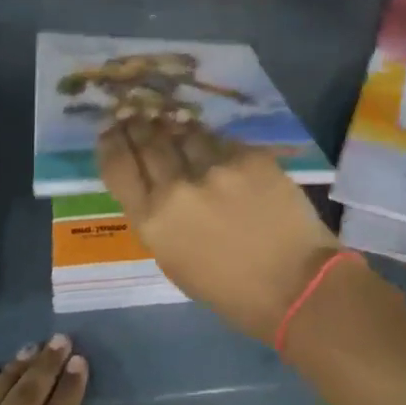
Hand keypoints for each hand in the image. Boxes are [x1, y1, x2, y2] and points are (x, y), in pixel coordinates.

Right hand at [98, 117, 339, 341]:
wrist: (295, 285)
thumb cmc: (230, 290)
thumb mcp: (174, 261)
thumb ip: (158, 218)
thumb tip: (152, 182)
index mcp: (152, 222)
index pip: (118, 167)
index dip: (111, 143)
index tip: (110, 131)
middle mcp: (176, 189)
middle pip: (148, 141)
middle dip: (138, 125)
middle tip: (135, 114)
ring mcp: (214, 168)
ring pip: (184, 132)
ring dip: (175, 128)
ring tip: (172, 123)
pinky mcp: (247, 156)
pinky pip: (221, 140)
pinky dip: (213, 142)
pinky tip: (213, 145)